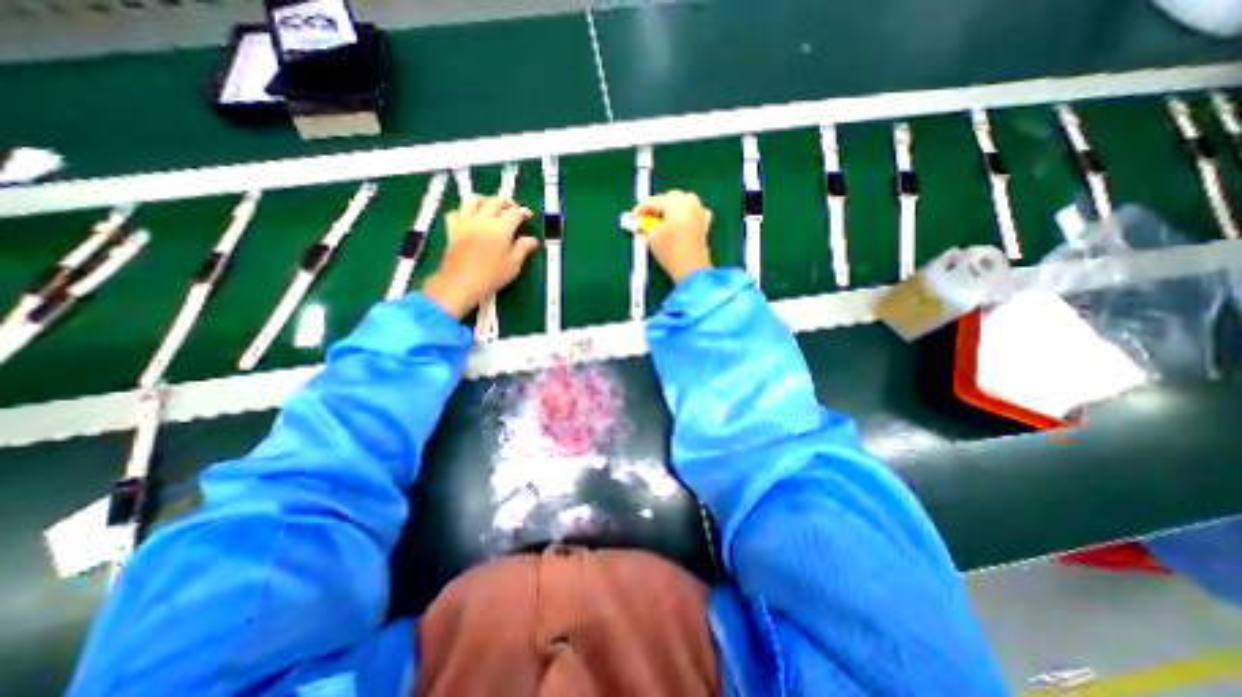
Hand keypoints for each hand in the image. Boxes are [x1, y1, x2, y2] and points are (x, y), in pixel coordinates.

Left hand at [419, 192, 535, 318]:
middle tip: (513, 209)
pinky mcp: (452, 228)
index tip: (528, 215)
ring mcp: (465, 222)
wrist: (460, 283)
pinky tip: (469, 218)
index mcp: (501, 228)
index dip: (523, 212)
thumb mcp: (513, 265)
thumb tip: (532, 240)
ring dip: (485, 200)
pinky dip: (464, 211)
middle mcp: (483, 219)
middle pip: (495, 201)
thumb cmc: (491, 276)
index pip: (514, 213)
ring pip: (474, 200)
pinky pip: (456, 212)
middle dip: (506, 202)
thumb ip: (523, 249)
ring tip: (491, 207)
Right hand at [634, 192, 713, 283]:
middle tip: (645, 218)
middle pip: (670, 198)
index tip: (633, 217)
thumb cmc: (669, 248)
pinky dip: (683, 216)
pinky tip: (679, 223)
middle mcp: (689, 202)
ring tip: (661, 221)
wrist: (691, 267)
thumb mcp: (651, 235)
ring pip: (683, 204)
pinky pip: (692, 214)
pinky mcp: (704, 224)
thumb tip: (644, 222)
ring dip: (671, 209)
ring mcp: (699, 212)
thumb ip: (646, 225)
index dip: (640, 209)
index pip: (653, 201)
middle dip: (657, 207)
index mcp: (675, 201)